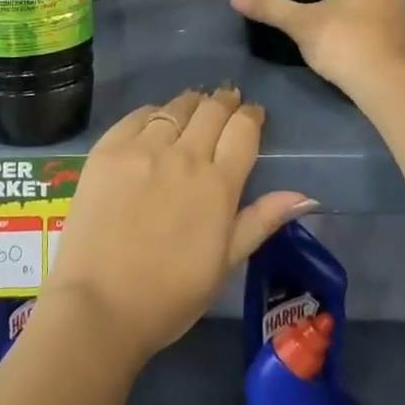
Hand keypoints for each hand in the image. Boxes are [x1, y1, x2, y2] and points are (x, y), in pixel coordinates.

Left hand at [44, 87, 314, 366]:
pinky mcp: (108, 149)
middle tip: (227, 100)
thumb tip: (305, 195)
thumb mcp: (225, 263)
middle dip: (225, 101)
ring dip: (192, 103)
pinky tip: (156, 118)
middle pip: (211, 111)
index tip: (253, 113)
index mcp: (218, 185)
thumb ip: (261, 221)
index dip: (251, 116)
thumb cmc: (170, 295)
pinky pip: (137, 116)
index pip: (243, 131)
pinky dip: (153, 112)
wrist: (99, 304)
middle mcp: (183, 156)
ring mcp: (142, 149)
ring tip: (196, 104)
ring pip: (176, 108)